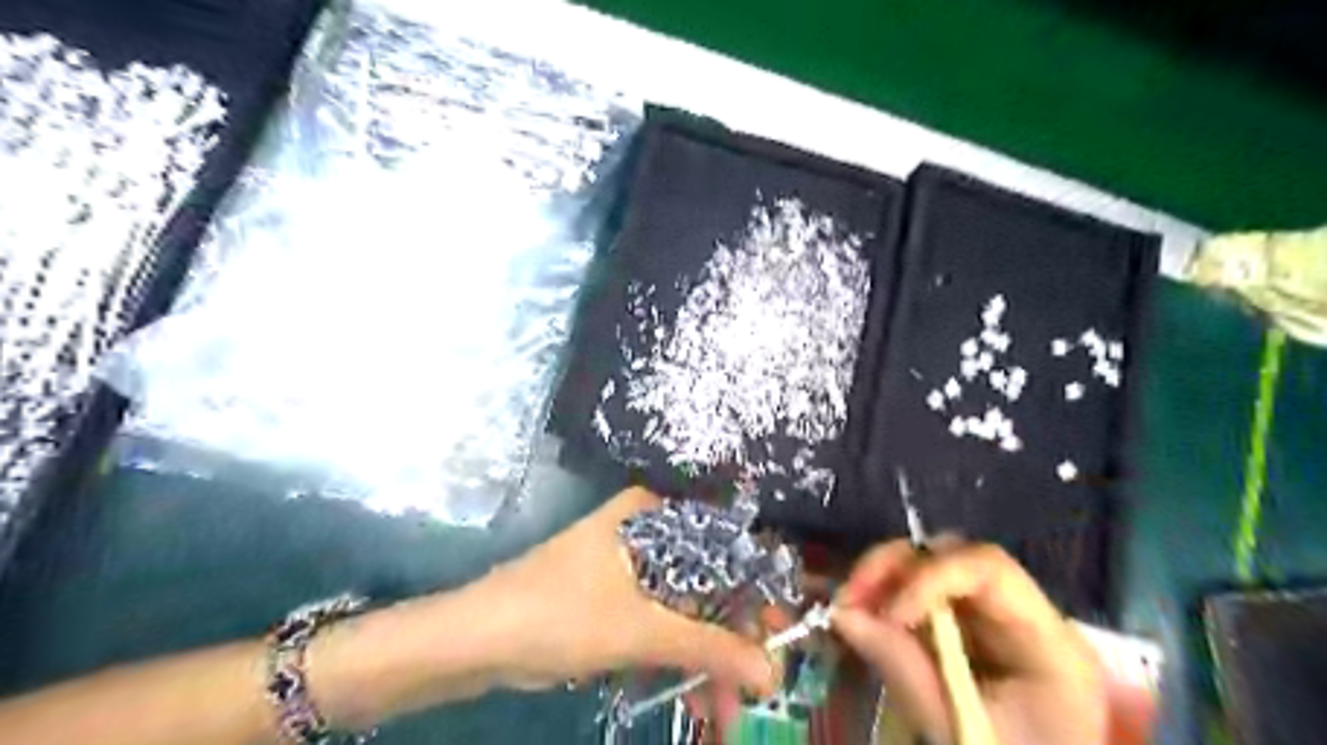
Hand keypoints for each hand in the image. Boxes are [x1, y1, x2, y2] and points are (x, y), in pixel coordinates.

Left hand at [474, 488, 780, 697]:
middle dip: (729, 642)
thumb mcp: (640, 631)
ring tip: (724, 714)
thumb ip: (710, 650)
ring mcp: (628, 565)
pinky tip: (696, 698)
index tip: (780, 637)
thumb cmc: (560, 614)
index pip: (723, 548)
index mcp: (652, 516)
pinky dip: (676, 659)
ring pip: (683, 609)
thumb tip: (772, 673)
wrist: (476, 640)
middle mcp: (645, 531)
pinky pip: (658, 623)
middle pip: (705, 584)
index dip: (756, 594)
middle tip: (754, 689)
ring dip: (704, 660)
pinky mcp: (613, 596)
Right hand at [834, 541, 1104, 744]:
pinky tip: (863, 619)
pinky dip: (887, 599)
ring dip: (882, 580)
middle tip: (849, 598)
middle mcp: (1020, 609)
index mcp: (1047, 639)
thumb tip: (842, 614)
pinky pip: (922, 593)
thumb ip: (905, 671)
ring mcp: (992, 615)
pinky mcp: (967, 627)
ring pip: (930, 566)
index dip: (930, 577)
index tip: (889, 616)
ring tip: (847, 609)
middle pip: (952, 555)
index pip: (988, 567)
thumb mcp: (960, 732)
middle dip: (893, 568)